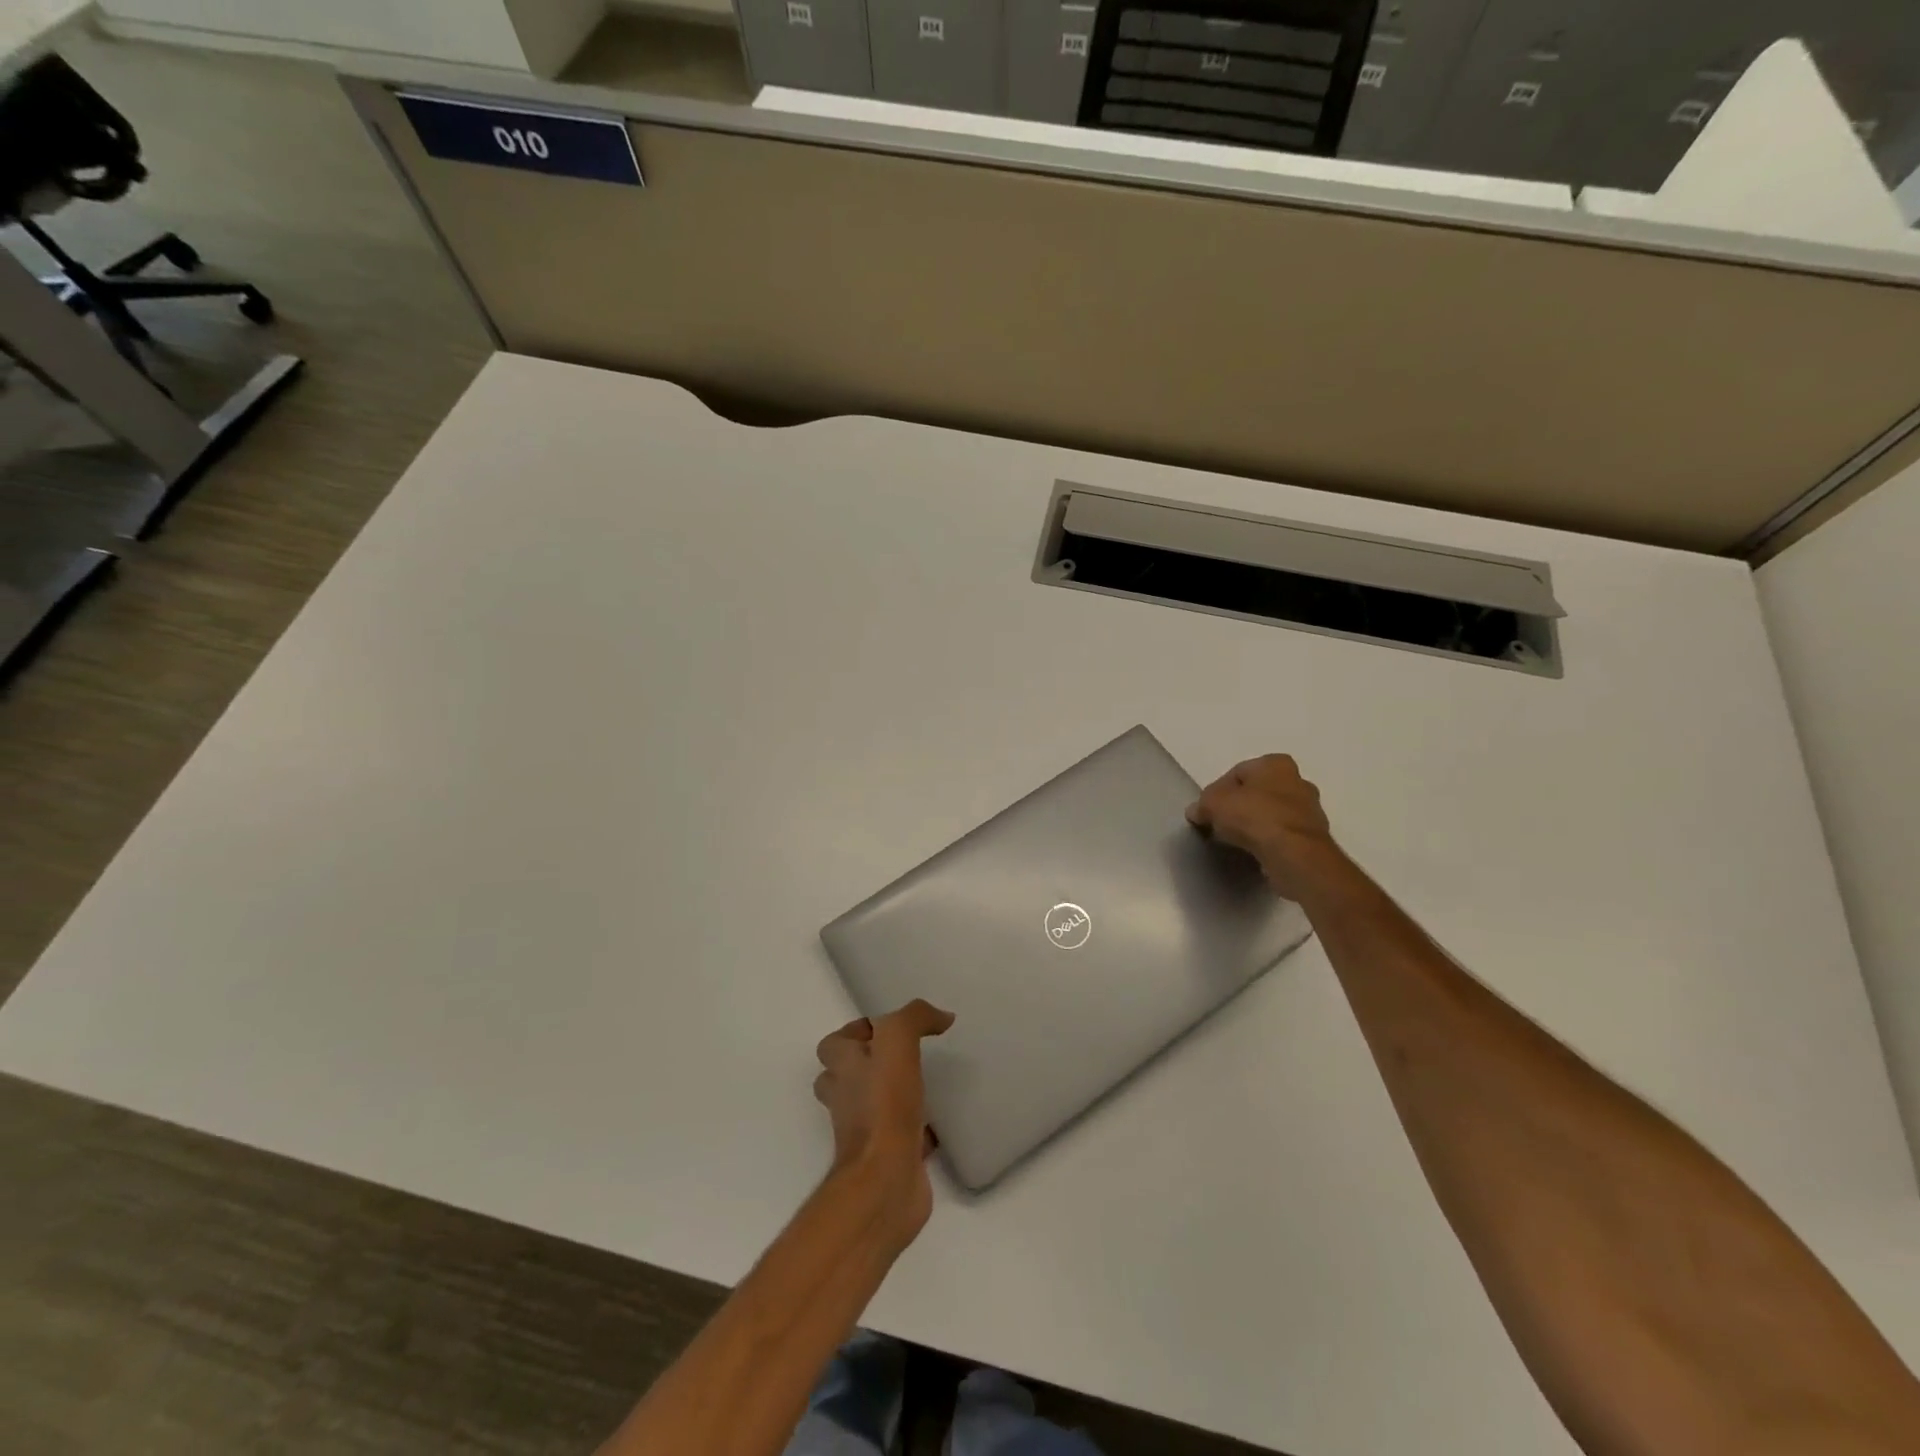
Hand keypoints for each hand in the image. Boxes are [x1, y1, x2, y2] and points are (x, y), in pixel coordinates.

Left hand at [814, 999, 954, 1239]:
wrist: (886, 1179)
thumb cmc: (884, 1104)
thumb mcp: (897, 1040)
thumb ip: (915, 1018)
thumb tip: (941, 1017)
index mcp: (843, 1069)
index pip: (834, 1045)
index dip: (855, 1033)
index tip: (888, 1029)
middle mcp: (847, 1099)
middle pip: (846, 1077)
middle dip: (868, 1066)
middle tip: (902, 1056)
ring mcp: (865, 1132)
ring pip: (872, 1107)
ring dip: (892, 1096)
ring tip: (925, 1082)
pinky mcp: (889, 1158)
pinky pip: (901, 1137)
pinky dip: (917, 1129)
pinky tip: (940, 1121)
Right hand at [1187, 753, 1342, 901]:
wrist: (1293, 853)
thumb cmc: (1253, 816)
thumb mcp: (1212, 804)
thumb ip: (1202, 805)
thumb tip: (1196, 812)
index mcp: (1275, 763)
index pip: (1237, 773)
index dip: (1217, 791)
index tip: (1208, 811)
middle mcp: (1298, 780)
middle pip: (1258, 792)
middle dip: (1240, 806)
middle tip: (1221, 825)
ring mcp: (1311, 810)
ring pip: (1273, 814)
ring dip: (1256, 825)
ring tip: (1236, 842)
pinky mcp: (1315, 838)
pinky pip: (1283, 835)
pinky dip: (1270, 841)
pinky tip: (1255, 853)